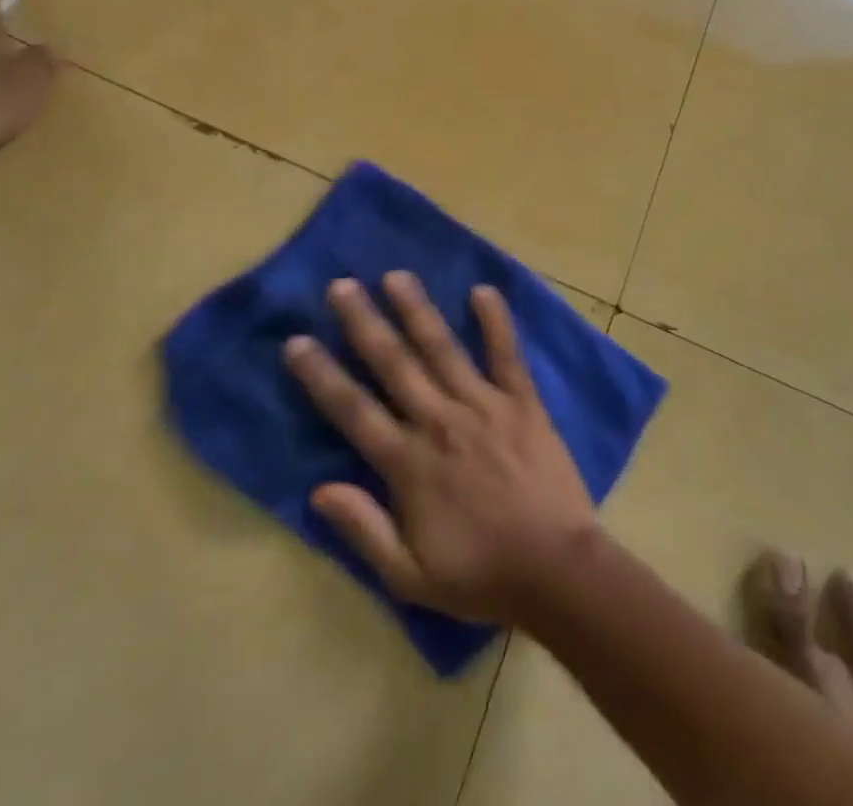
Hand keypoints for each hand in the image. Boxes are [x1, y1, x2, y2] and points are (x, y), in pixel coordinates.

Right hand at [283, 273, 598, 624]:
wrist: (556, 571)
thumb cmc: (481, 576)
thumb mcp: (410, 577)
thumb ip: (363, 530)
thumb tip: (318, 491)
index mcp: (408, 463)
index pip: (353, 410)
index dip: (321, 375)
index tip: (296, 341)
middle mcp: (440, 422)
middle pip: (393, 363)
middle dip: (364, 322)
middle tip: (341, 285)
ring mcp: (483, 405)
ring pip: (442, 348)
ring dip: (416, 310)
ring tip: (395, 276)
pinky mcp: (522, 402)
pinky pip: (506, 354)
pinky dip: (495, 321)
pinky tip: (483, 290)